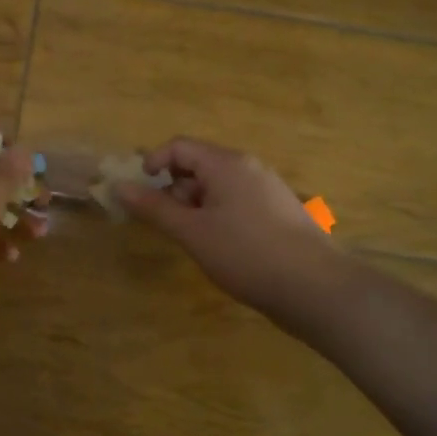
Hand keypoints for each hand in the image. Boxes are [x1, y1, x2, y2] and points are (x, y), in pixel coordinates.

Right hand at [117, 137, 340, 317]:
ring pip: (218, 187)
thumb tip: (119, 186)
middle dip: (175, 190)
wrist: (318, 289)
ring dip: (196, 207)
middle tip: (169, 226)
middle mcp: (249, 167)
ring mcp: (268, 189)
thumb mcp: (192, 232)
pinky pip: (237, 202)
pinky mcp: (279, 213)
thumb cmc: (247, 254)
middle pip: (199, 165)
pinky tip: (222, 249)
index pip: (179, 146)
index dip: (153, 163)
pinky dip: (218, 217)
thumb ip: (154, 208)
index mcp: (227, 163)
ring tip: (195, 242)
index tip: (141, 194)